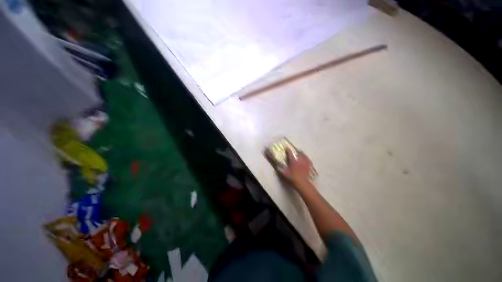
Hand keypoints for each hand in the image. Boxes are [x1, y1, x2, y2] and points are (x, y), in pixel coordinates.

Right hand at [278, 149, 315, 189]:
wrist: (302, 183)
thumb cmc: (292, 178)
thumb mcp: (284, 174)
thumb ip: (280, 169)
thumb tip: (277, 165)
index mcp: (293, 161)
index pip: (290, 153)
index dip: (288, 150)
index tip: (286, 148)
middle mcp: (299, 160)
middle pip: (299, 152)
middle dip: (296, 150)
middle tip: (294, 151)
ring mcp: (305, 163)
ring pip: (304, 155)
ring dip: (302, 153)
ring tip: (300, 153)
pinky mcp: (309, 166)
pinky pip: (308, 160)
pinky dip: (306, 158)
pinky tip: (306, 159)